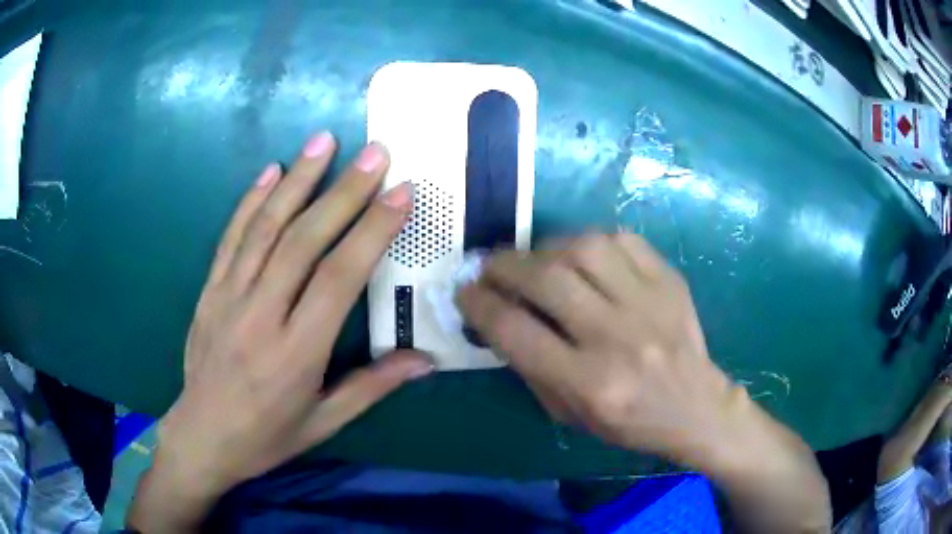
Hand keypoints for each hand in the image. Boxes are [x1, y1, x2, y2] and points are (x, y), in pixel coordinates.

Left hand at [129, 133, 432, 531]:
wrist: (201, 438)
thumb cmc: (266, 436)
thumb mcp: (324, 423)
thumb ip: (372, 386)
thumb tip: (426, 360)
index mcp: (296, 353)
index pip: (338, 278)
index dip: (371, 231)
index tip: (400, 193)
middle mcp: (261, 315)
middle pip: (303, 241)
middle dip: (343, 191)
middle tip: (374, 152)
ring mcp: (228, 297)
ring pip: (265, 228)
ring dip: (296, 180)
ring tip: (324, 140)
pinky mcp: (209, 291)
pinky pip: (230, 238)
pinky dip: (250, 201)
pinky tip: (269, 171)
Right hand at [457, 234, 830, 531]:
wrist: (696, 407)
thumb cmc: (629, 422)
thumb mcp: (570, 414)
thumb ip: (531, 367)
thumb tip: (499, 317)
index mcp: (590, 382)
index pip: (516, 331)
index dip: (480, 305)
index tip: (465, 292)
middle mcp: (617, 338)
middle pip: (547, 280)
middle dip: (504, 265)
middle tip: (490, 266)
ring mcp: (649, 303)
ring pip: (585, 249)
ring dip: (546, 247)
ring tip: (534, 258)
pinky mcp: (670, 281)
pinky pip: (623, 240)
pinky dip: (591, 240)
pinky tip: (580, 254)